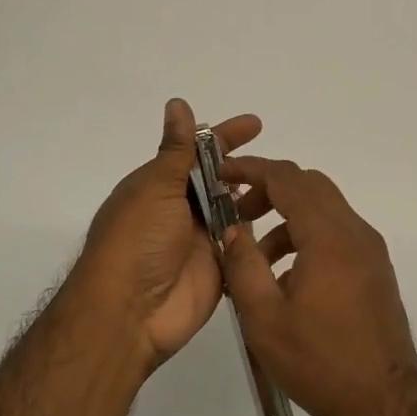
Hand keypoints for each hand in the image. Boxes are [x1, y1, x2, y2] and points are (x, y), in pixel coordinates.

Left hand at [71, 99, 261, 368]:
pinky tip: (286, 222)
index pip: (197, 152)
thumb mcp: (155, 187)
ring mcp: (199, 240)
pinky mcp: (217, 269)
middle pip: (219, 181)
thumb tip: (177, 103)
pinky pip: (241, 248)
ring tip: (288, 190)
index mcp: (159, 185)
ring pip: (234, 212)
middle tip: (280, 165)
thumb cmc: (136, 241)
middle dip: (245, 170)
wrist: (128, 313)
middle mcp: (179, 210)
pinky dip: (259, 237)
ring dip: (255, 200)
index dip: (225, 137)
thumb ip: (177, 149)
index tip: (256, 124)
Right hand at [217, 156, 416, 415]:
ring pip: (324, 210)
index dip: (252, 169)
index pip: (287, 179)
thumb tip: (233, 229)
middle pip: (309, 186)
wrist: (384, 406)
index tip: (222, 174)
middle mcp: (355, 232)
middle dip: (269, 190)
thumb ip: (243, 264)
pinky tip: (288, 280)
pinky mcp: (376, 270)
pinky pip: (337, 234)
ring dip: (287, 218)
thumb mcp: (264, 317)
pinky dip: (308, 237)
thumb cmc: (319, 362)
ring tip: (257, 261)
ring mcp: (370, 251)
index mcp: (329, 237)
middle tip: (237, 214)